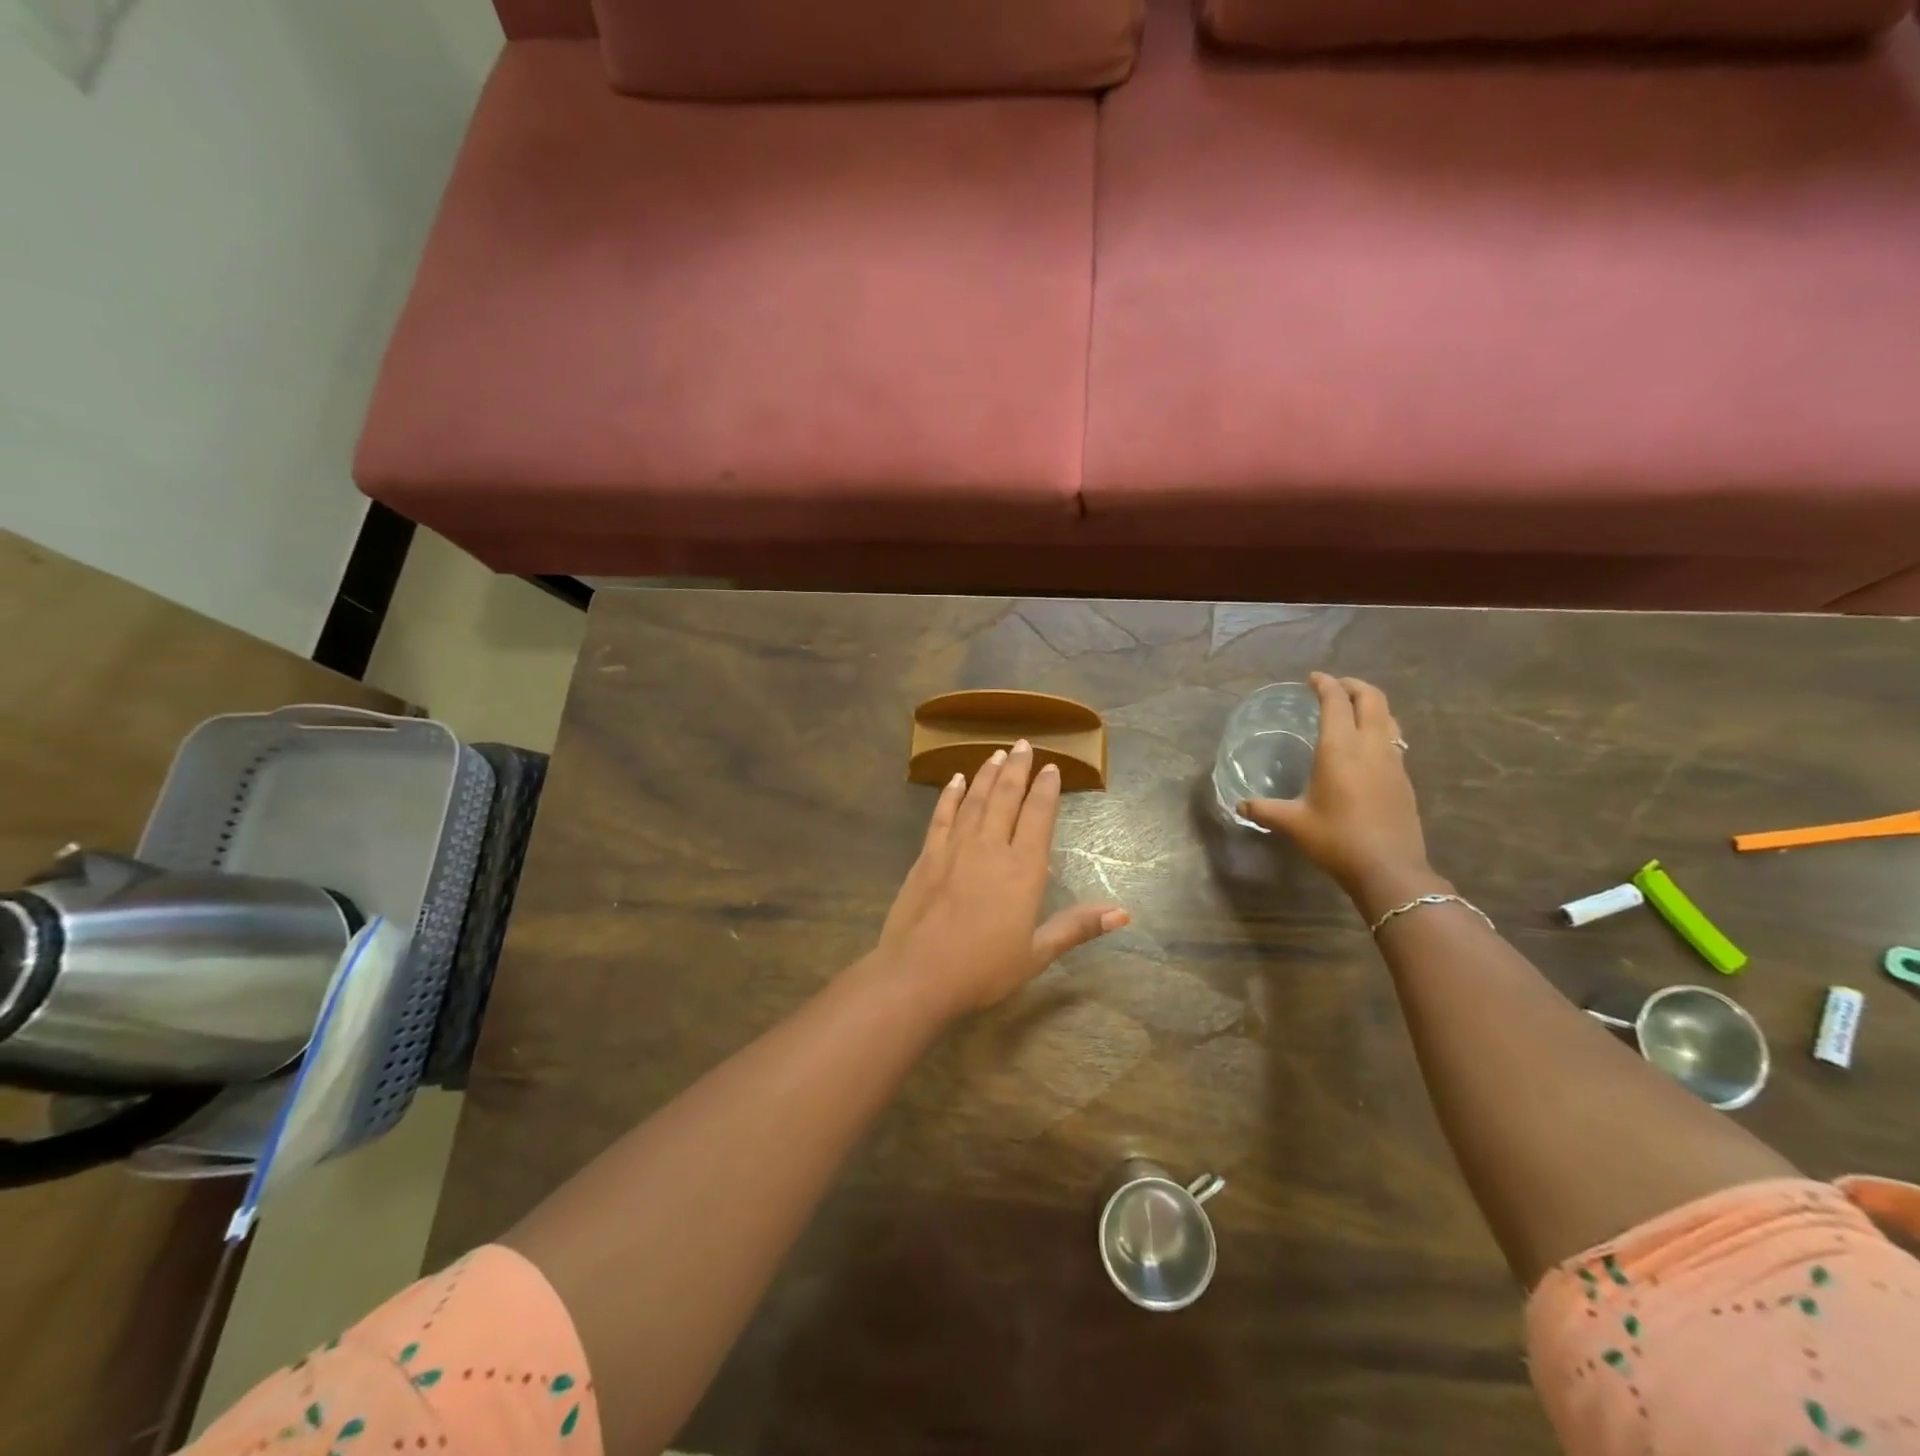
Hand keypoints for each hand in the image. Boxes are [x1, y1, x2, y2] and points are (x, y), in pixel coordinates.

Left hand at [877, 740, 1129, 1015]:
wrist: (918, 975)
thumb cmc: (983, 970)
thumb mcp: (1036, 953)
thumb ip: (1077, 927)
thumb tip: (1124, 912)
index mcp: (1023, 870)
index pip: (1039, 816)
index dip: (1046, 789)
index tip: (1051, 767)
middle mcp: (991, 848)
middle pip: (1006, 797)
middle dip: (1018, 769)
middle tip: (1024, 744)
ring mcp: (955, 848)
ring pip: (976, 799)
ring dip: (987, 773)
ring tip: (997, 752)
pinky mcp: (927, 855)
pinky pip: (942, 815)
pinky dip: (951, 795)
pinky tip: (956, 779)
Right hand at [1240, 673, 1436, 913]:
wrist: (1389, 869)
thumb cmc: (1337, 840)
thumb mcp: (1294, 824)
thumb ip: (1265, 810)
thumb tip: (1240, 805)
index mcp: (1340, 749)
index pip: (1336, 702)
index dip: (1325, 684)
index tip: (1313, 678)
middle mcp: (1370, 746)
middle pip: (1371, 698)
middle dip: (1353, 685)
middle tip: (1335, 687)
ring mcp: (1393, 761)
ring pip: (1388, 716)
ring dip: (1371, 704)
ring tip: (1353, 708)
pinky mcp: (1404, 778)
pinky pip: (1394, 738)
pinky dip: (1380, 727)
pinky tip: (1367, 745)